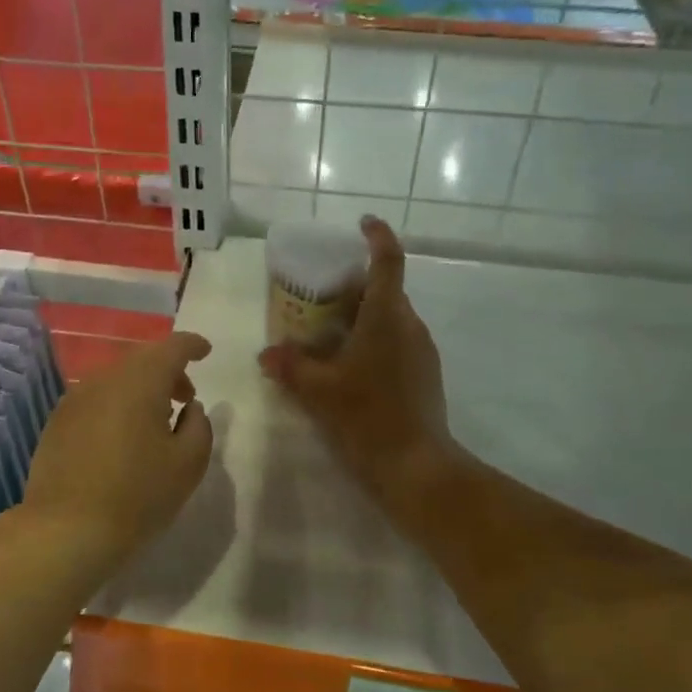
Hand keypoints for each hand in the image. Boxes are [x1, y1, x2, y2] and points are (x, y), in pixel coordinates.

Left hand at [19, 332, 213, 571]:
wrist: (66, 530)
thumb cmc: (138, 495)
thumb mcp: (188, 463)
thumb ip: (199, 425)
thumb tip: (189, 408)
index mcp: (140, 381)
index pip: (171, 347)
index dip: (192, 345)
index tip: (205, 351)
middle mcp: (104, 379)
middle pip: (141, 360)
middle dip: (168, 371)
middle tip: (186, 398)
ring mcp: (75, 399)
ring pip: (116, 379)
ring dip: (140, 389)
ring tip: (155, 420)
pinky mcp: (57, 422)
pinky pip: (96, 400)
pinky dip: (116, 405)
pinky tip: (122, 437)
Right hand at [258, 218, 454, 508]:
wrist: (417, 467)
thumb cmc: (367, 417)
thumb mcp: (319, 392)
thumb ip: (290, 368)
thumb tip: (267, 354)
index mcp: (386, 317)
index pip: (388, 261)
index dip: (377, 236)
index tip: (363, 223)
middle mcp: (409, 326)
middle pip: (385, 291)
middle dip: (355, 286)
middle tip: (320, 296)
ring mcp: (421, 351)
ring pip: (390, 319)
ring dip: (362, 317)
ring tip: (328, 334)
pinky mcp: (425, 374)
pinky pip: (396, 342)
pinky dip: (372, 341)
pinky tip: (348, 367)